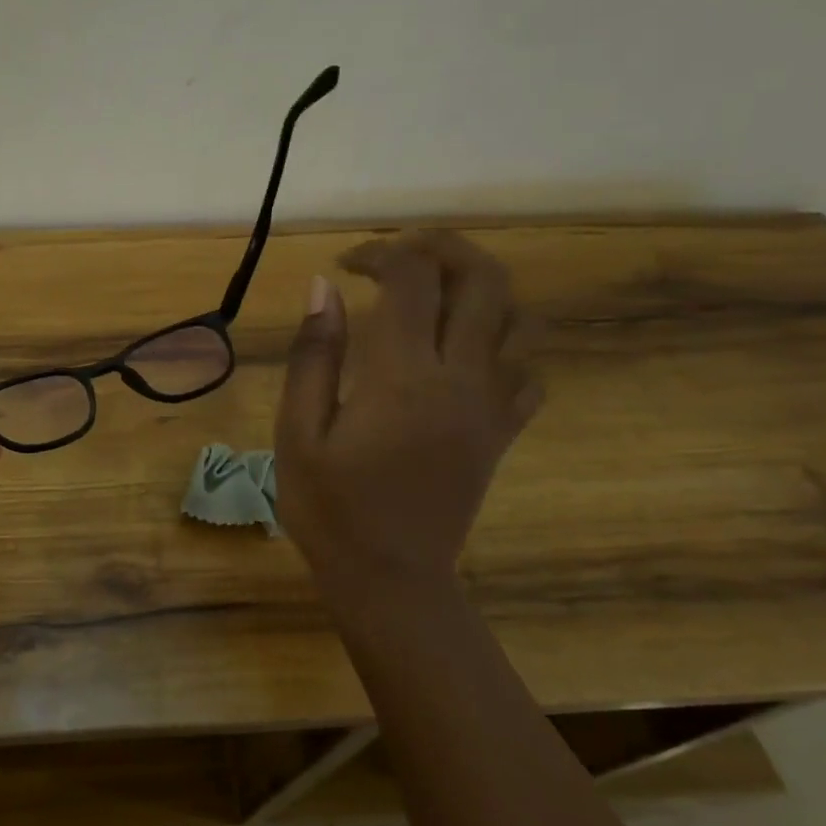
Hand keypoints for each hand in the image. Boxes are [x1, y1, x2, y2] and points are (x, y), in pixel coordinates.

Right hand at [275, 230, 541, 608]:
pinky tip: (464, 352)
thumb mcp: (298, 432)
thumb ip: (314, 355)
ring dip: (480, 288)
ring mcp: (491, 406)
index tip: (345, 266)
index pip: (410, 280)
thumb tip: (324, 287)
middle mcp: (460, 378)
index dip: (380, 253)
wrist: (389, 577)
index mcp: (402, 376)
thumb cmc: (329, 507)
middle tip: (401, 253)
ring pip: (517, 318)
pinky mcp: (502, 433)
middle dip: (443, 248)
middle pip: (483, 280)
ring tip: (434, 293)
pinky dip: (503, 343)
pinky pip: (527, 370)